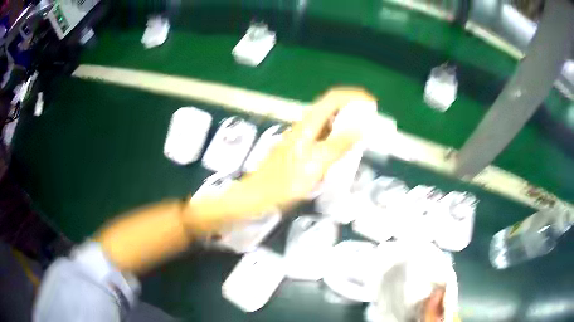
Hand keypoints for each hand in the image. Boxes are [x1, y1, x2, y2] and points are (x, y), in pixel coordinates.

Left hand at [231, 87, 376, 213]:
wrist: (258, 195)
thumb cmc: (285, 182)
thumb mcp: (316, 164)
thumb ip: (339, 145)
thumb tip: (360, 127)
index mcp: (308, 124)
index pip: (333, 98)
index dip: (353, 96)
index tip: (371, 104)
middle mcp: (305, 126)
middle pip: (331, 107)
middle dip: (353, 109)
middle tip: (370, 122)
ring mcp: (302, 136)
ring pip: (329, 122)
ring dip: (347, 123)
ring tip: (362, 135)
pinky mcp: (301, 148)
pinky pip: (324, 136)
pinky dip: (338, 137)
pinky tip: (344, 150)